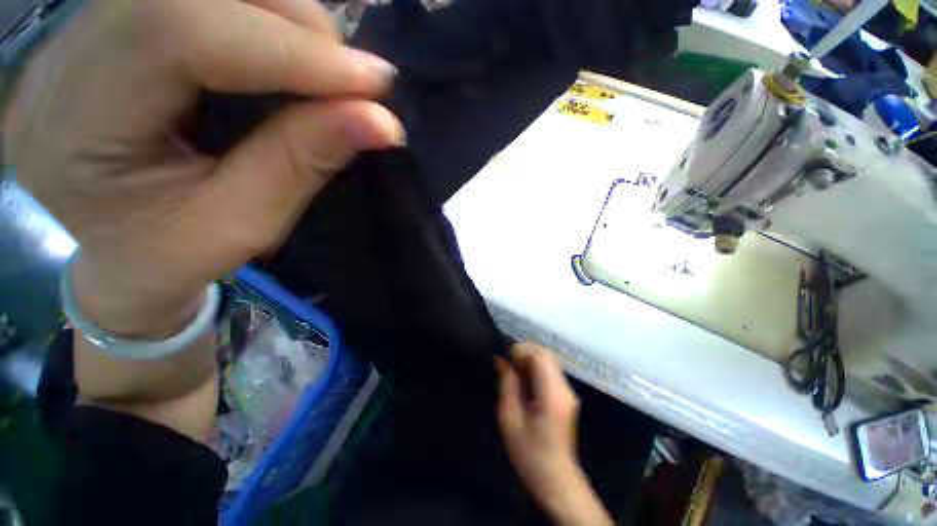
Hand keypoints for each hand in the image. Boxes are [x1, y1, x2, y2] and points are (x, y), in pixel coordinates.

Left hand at [3, 0, 403, 338]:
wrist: (120, 253)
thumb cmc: (173, 257)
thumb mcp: (243, 225)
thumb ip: (305, 162)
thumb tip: (381, 121)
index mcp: (74, 126)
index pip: (176, 32)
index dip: (289, 49)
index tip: (373, 84)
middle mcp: (67, 57)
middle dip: (295, 28)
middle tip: (352, 82)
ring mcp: (87, 32)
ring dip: (285, 20)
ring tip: (325, 74)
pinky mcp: (116, 26)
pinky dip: (266, 18)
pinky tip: (293, 58)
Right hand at [496, 343, 611, 525]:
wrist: (556, 481)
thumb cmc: (529, 454)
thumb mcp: (509, 419)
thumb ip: (507, 384)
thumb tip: (500, 360)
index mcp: (552, 395)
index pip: (540, 356)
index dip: (521, 351)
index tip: (506, 360)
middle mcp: (564, 389)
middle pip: (546, 355)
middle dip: (525, 353)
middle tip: (508, 366)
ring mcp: (568, 392)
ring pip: (549, 361)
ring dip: (530, 361)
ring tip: (514, 374)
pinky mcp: (567, 397)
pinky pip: (551, 371)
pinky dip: (536, 369)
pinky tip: (525, 383)